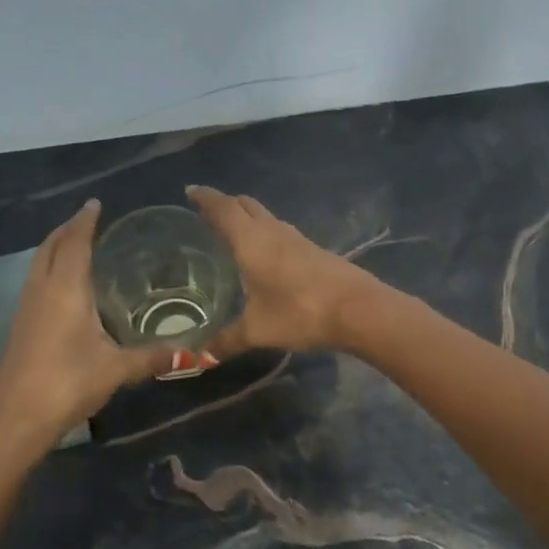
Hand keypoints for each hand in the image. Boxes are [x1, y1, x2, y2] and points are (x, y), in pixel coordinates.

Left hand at [0, 201, 173, 450]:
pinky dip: (48, 270)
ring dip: (54, 248)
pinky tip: (64, 288)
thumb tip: (191, 353)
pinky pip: (34, 283)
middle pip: (50, 247)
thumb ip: (151, 357)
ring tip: (76, 245)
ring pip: (37, 264)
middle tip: (88, 220)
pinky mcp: (19, 327)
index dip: (85, 221)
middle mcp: (41, 291)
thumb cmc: (67, 383)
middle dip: (67, 229)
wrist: (14, 419)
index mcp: (65, 290)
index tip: (96, 203)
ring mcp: (25, 309)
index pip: (74, 243)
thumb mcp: (115, 369)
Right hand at [186, 186, 386, 355]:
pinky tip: (264, 255)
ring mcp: (297, 239)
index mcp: (251, 241)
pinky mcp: (314, 251)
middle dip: (225, 204)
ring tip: (232, 233)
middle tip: (207, 213)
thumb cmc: (300, 312)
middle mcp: (272, 231)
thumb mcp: (258, 330)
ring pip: (266, 217)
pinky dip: (265, 234)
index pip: (222, 208)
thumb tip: (200, 358)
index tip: (189, 190)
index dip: (204, 198)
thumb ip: (227, 341)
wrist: (358, 309)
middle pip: (245, 205)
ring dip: (247, 218)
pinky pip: (280, 233)